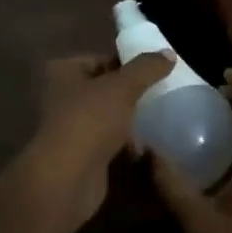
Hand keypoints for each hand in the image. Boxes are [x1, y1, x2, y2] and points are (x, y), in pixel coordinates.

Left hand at [16, 53, 173, 232]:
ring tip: (159, 118)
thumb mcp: (122, 87)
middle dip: (131, 93)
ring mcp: (71, 127)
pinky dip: (125, 143)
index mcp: (64, 71)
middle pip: (105, 87)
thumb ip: (146, 68)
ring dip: (130, 119)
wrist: (67, 179)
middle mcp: (62, 96)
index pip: (101, 59)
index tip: (157, 70)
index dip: (128, 63)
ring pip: (108, 116)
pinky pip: (108, 141)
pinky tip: (146, 146)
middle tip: (162, 93)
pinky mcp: (81, 154)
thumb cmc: (90, 122)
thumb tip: (169, 53)